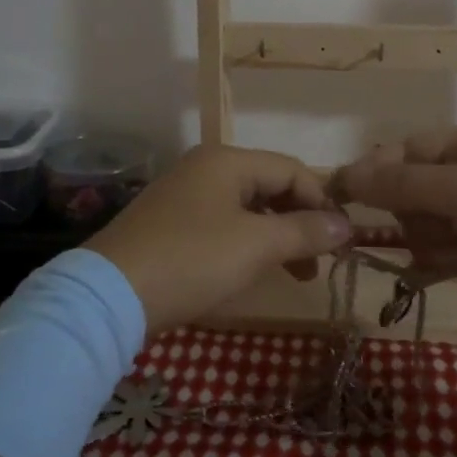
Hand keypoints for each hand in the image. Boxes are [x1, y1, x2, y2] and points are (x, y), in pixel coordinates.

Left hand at [84, 145, 352, 331]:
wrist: (109, 295)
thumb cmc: (191, 260)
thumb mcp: (256, 245)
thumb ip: (305, 231)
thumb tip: (347, 225)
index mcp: (226, 160)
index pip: (291, 169)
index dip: (322, 202)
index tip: (341, 242)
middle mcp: (204, 168)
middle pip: (269, 186)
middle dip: (300, 222)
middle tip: (318, 263)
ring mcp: (182, 196)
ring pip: (246, 208)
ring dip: (276, 237)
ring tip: (293, 274)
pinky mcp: (168, 224)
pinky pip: (221, 225)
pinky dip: (246, 244)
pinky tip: (250, 271)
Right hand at [330, 124, 456, 331]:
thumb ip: (401, 183)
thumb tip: (346, 175)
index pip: (408, 149)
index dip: (375, 171)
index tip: (341, 199)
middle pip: (414, 188)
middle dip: (407, 212)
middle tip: (423, 233)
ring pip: (428, 223)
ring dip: (424, 241)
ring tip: (445, 257)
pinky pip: (447, 252)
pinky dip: (434, 263)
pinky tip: (425, 276)